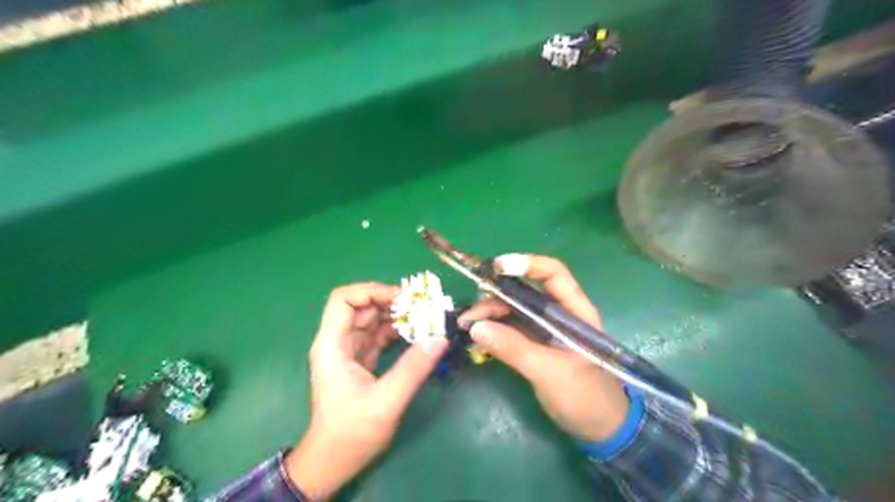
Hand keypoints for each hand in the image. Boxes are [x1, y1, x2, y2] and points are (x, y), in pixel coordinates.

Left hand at [284, 282, 447, 496]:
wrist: (333, 462)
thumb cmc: (351, 432)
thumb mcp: (385, 401)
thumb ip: (413, 368)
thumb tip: (440, 338)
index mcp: (332, 344)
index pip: (343, 299)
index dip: (371, 291)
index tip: (402, 298)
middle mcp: (338, 342)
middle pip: (361, 306)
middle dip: (390, 302)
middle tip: (421, 307)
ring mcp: (349, 352)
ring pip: (371, 320)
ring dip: (396, 316)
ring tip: (424, 318)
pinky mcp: (360, 361)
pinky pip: (377, 336)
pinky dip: (396, 331)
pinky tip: (416, 334)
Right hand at [462, 255, 628, 442]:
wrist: (599, 429)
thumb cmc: (586, 397)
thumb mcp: (550, 372)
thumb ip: (515, 349)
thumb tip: (476, 328)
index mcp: (574, 310)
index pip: (553, 274)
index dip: (527, 264)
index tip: (496, 268)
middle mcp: (558, 313)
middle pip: (525, 291)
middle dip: (496, 295)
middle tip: (471, 310)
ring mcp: (544, 329)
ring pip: (513, 309)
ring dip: (489, 313)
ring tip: (466, 325)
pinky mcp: (533, 344)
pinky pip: (509, 328)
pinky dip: (492, 328)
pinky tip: (475, 334)